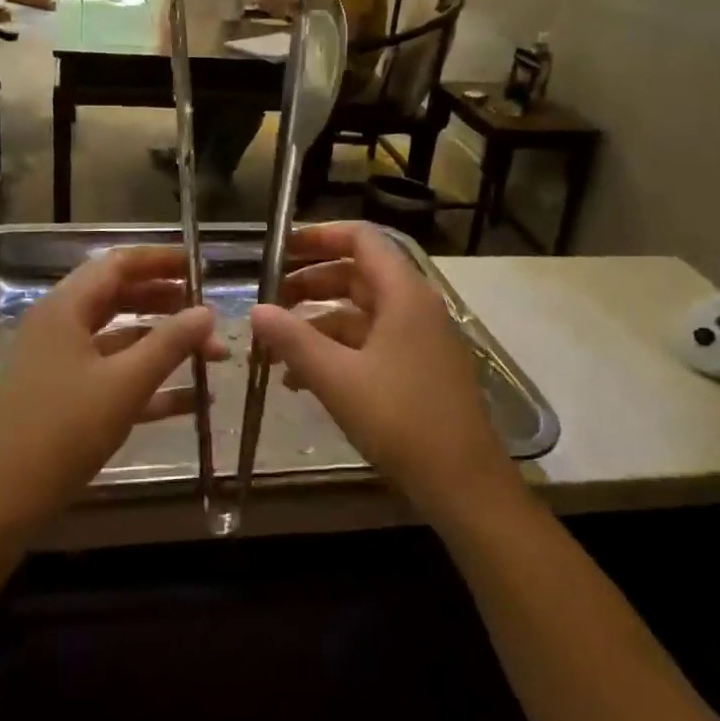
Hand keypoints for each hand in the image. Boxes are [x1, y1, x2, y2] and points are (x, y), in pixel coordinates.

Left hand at [0, 246, 224, 537]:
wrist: (4, 500)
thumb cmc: (64, 430)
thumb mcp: (125, 384)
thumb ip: (170, 343)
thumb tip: (207, 312)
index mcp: (66, 308)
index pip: (118, 264)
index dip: (160, 260)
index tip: (201, 266)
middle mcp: (61, 326)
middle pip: (120, 297)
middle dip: (168, 303)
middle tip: (209, 311)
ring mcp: (62, 363)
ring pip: (121, 339)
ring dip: (165, 344)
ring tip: (213, 354)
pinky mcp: (67, 397)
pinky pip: (114, 375)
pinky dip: (150, 381)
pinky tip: (192, 399)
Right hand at [248, 223, 522, 527]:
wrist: (463, 484)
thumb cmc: (401, 420)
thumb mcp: (337, 378)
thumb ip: (292, 339)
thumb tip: (256, 310)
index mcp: (403, 294)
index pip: (361, 238)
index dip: (319, 236)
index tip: (280, 249)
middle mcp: (415, 306)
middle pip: (357, 274)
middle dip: (310, 282)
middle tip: (269, 299)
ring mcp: (419, 338)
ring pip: (361, 312)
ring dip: (317, 322)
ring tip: (276, 345)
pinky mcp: (419, 368)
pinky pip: (371, 342)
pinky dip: (337, 350)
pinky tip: (302, 380)